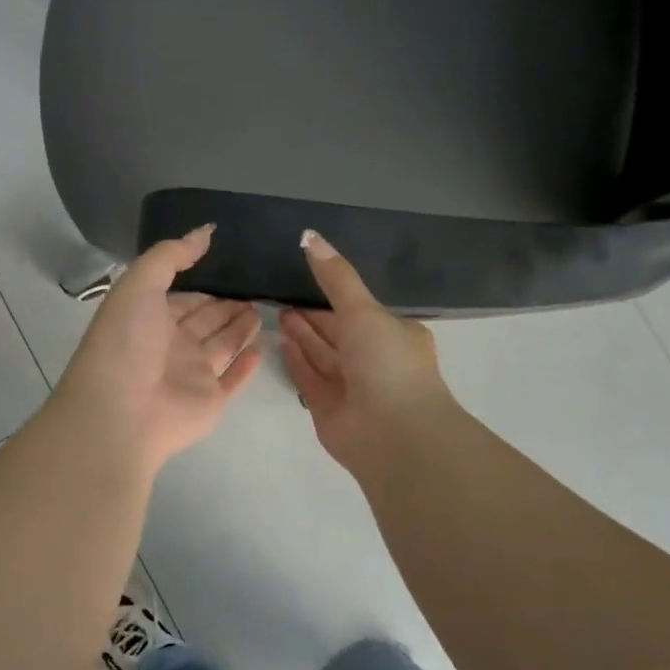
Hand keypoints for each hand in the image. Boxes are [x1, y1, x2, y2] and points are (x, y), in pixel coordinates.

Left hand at [53, 226, 262, 474]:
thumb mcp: (139, 284)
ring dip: (241, 327)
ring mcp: (192, 375)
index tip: (232, 266)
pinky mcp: (211, 401)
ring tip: (265, 306)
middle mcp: (171, 345)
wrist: (120, 413)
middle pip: (206, 319)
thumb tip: (205, 232)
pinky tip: (262, 347)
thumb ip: (171, 255)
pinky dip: (247, 365)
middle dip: (227, 303)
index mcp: (150, 318)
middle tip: (258, 284)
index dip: (204, 283)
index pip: (182, 297)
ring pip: (223, 345)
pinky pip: (233, 379)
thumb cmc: (126, 342)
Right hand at [278, 230, 456, 476]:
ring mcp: (351, 386)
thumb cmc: (386, 363)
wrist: (393, 435)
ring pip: (322, 354)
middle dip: (312, 315)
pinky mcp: (329, 409)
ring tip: (276, 311)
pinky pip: (309, 377)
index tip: (304, 276)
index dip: (333, 294)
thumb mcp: (363, 310)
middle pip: (337, 332)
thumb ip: (335, 276)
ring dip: (301, 334)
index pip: (358, 309)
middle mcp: (373, 359)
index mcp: (393, 335)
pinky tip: (279, 342)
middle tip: (280, 293)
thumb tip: (309, 235)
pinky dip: (296, 360)